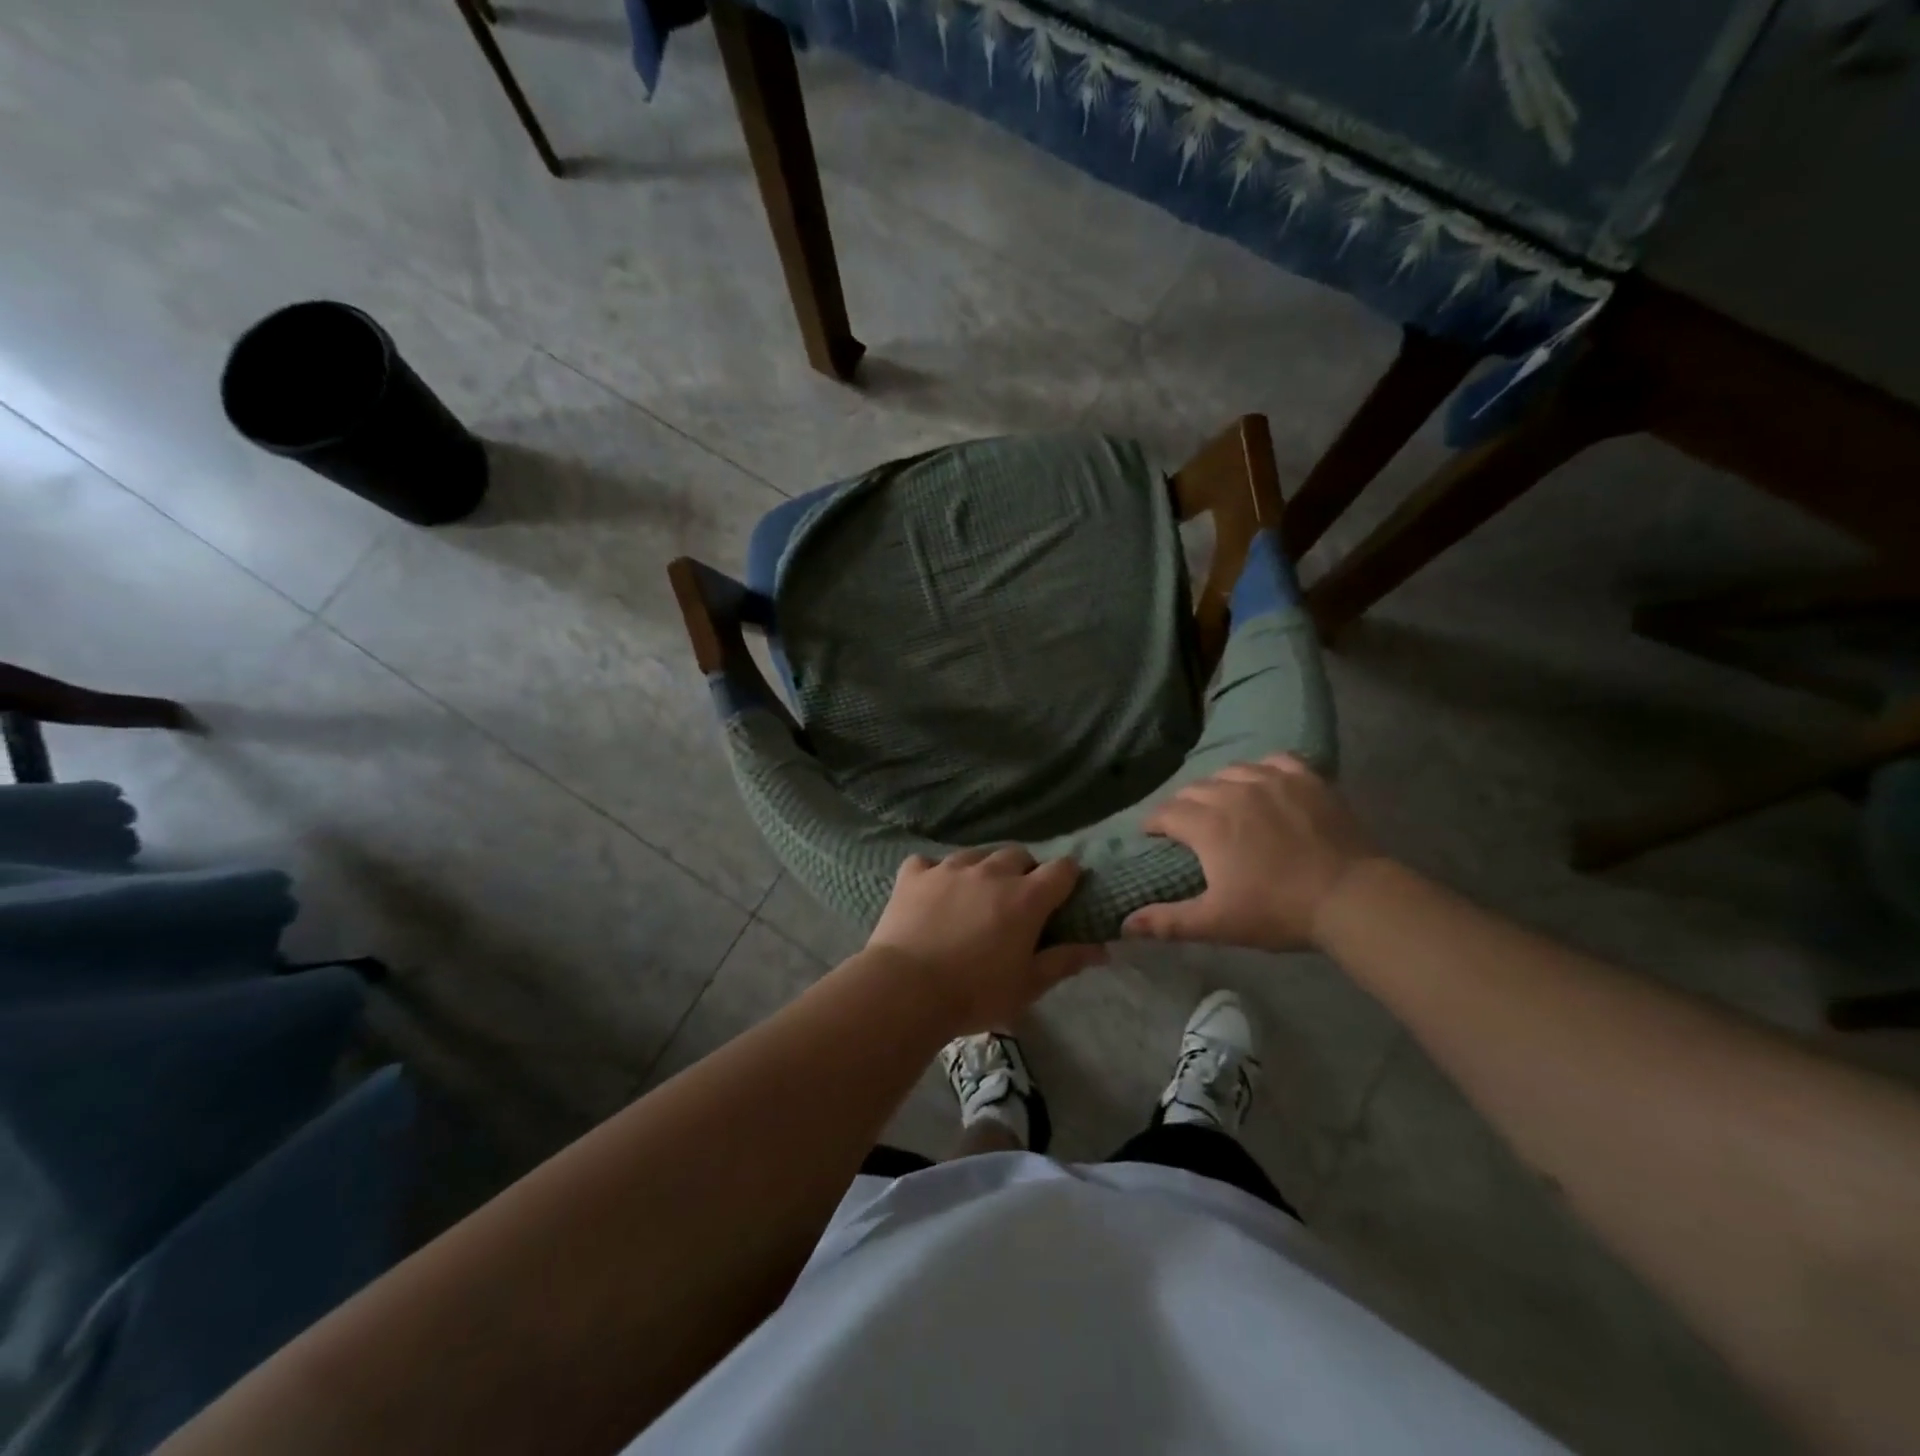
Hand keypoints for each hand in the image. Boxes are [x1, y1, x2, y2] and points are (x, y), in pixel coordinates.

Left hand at [864, 847, 1106, 1032]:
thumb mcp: (1028, 986)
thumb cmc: (975, 993)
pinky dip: (936, 874)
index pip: (1062, 869)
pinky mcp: (914, 874)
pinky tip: (933, 893)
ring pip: (976, 854)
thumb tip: (1100, 948)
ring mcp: (949, 868)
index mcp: (1025, 897)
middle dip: (1024, 871)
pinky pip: (931, 862)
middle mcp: (991, 872)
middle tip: (1018, 900)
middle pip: (1018, 854)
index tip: (1064, 894)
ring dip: (983, 869)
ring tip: (976, 896)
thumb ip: (1064, 961)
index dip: (1068, 878)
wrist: (906, 989)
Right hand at [1122, 755, 1377, 950]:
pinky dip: (1261, 768)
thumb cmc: (1277, 911)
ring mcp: (1271, 780)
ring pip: (1229, 771)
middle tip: (1188, 826)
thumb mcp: (1217, 923)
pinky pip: (1273, 760)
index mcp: (1206, 824)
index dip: (1154, 824)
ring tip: (1223, 803)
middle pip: (1194, 789)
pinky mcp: (1305, 778)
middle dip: (1182, 805)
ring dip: (1218, 786)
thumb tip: (1125, 924)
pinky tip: (1263, 782)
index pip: (1165, 812)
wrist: (1351, 897)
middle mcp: (1232, 792)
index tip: (1153, 835)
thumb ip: (1168, 921)